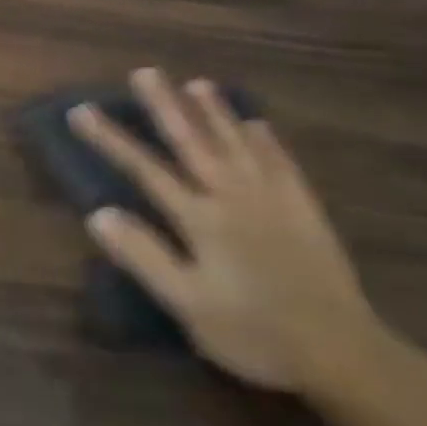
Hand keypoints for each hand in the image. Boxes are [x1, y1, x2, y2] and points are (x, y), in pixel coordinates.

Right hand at [69, 69, 379, 394]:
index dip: (111, 139)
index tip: (81, 111)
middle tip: (145, 72)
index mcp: (201, 218)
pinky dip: (266, 141)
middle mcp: (233, 196)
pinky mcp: (304, 211)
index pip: (145, 169)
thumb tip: (98, 214)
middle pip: (193, 142)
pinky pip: (281, 163)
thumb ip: (144, 256)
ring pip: (237, 143)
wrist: (344, 353)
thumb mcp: (188, 304)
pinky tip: (257, 125)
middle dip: (165, 106)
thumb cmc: (255, 333)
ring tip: (197, 83)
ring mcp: (273, 199)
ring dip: (215, 112)